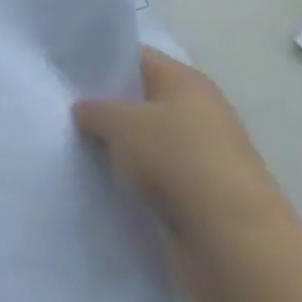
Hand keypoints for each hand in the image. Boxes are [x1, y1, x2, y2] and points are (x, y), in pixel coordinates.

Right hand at [74, 47, 295, 288]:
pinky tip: (106, 184)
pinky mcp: (203, 197)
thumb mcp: (122, 124)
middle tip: (65, 111)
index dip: (103, 61)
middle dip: (108, 107)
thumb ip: (96, 109)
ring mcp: (204, 157)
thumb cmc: (178, 162)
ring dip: (121, 148)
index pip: (137, 57)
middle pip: (144, 100)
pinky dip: (136, 180)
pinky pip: (158, 178)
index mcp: (187, 82)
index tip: (67, 72)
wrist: (235, 244)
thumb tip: (84, 108)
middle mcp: (200, 113)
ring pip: (150, 142)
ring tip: (78, 149)